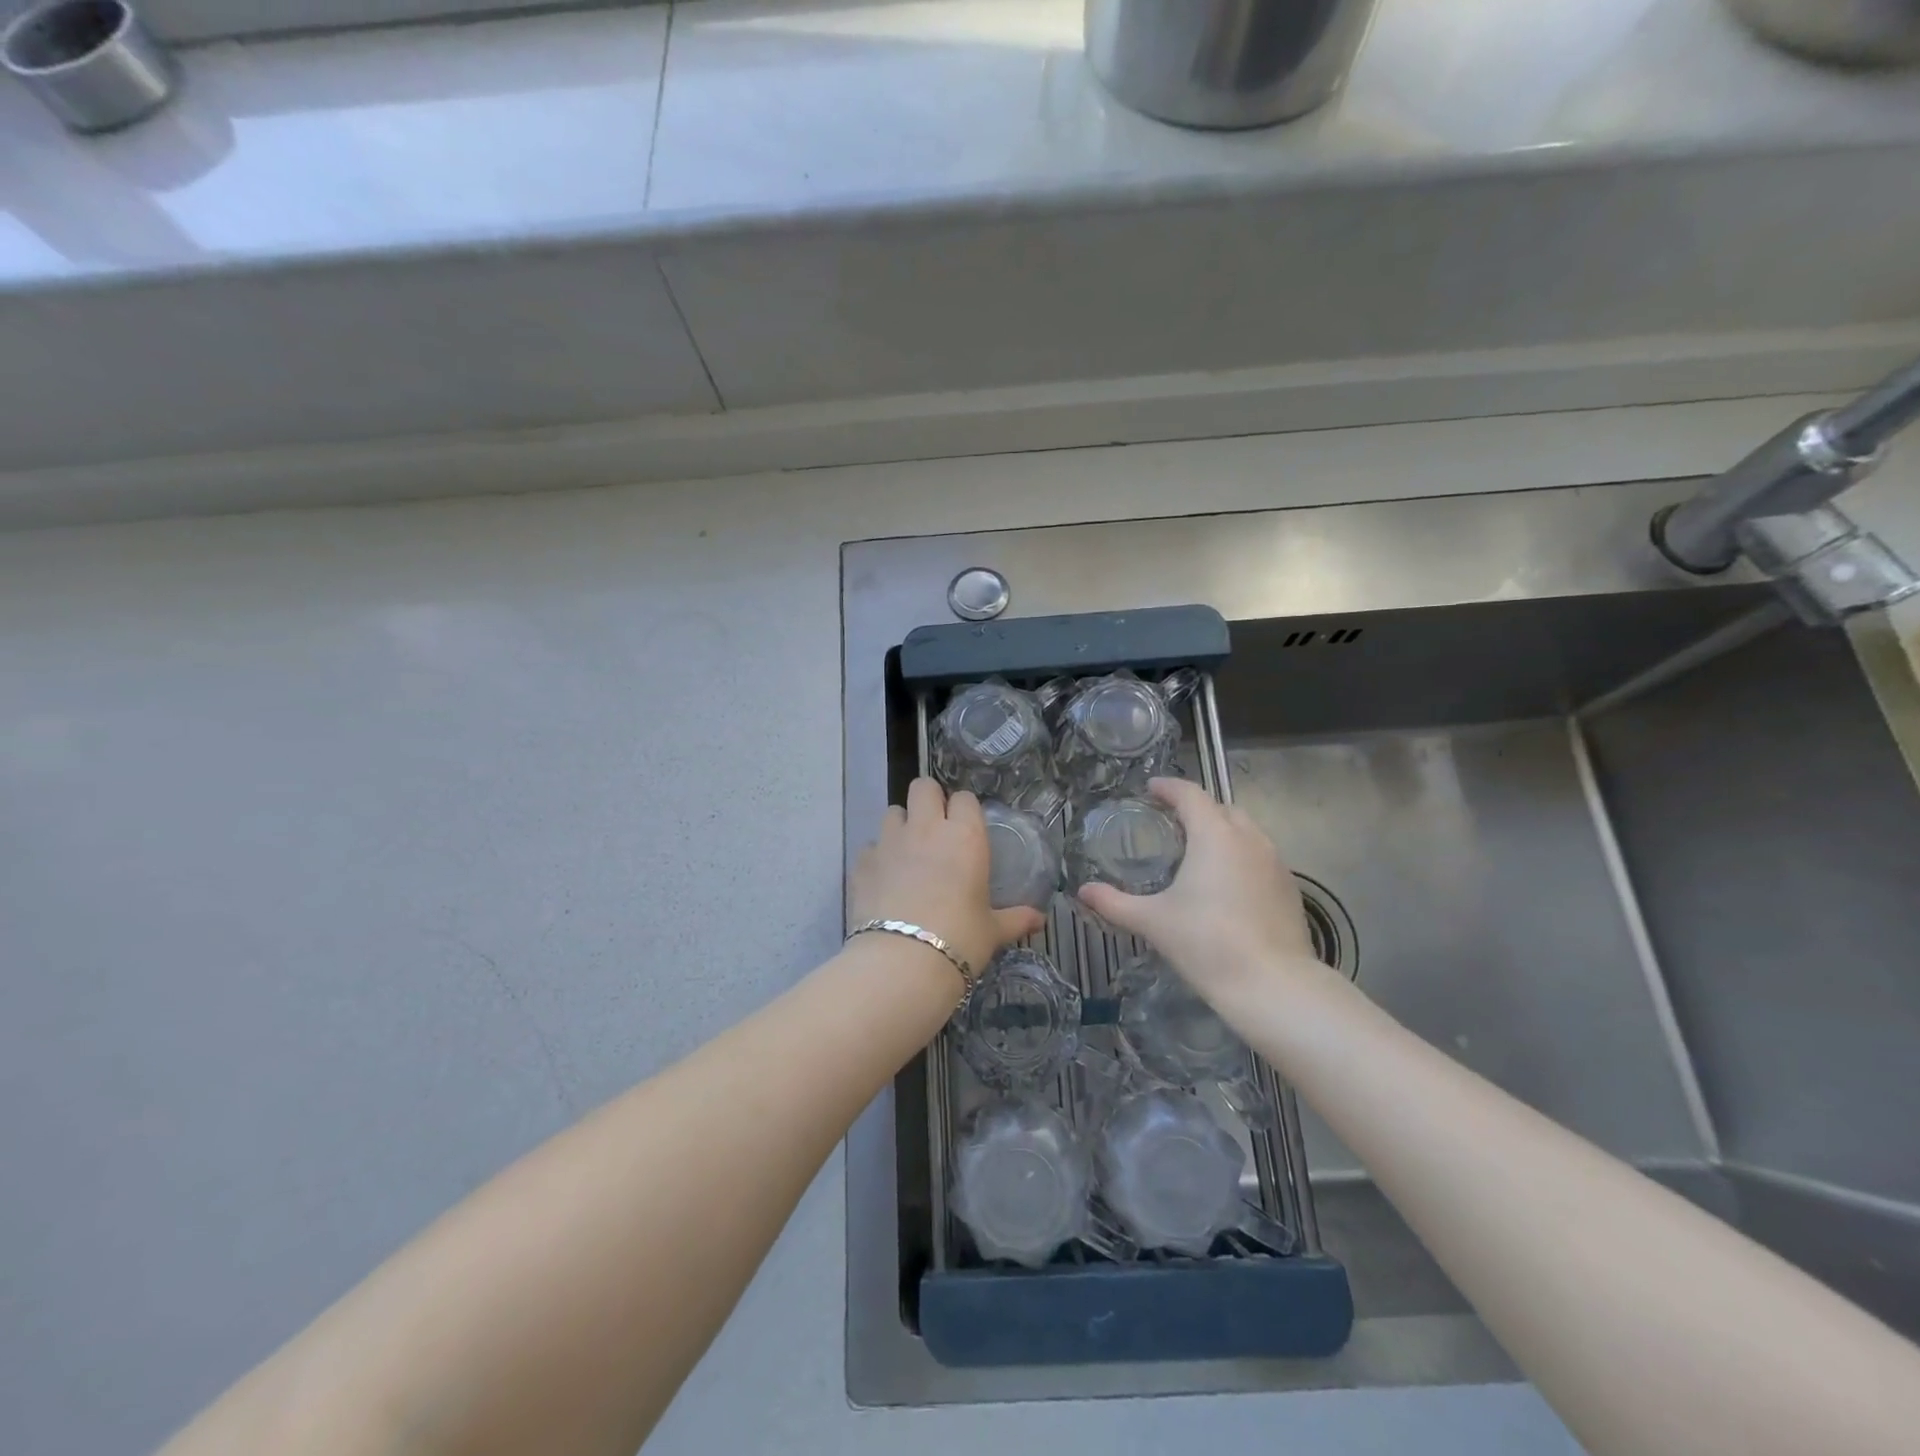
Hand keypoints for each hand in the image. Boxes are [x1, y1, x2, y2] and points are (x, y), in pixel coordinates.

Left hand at [850, 778, 1045, 975]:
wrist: (902, 963)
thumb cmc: (959, 941)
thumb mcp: (992, 931)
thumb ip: (1016, 919)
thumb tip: (1040, 920)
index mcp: (964, 837)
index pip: (965, 798)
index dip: (964, 810)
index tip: (966, 828)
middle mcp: (926, 829)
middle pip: (923, 787)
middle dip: (929, 800)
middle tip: (935, 827)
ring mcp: (889, 842)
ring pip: (893, 811)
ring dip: (902, 825)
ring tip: (908, 852)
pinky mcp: (861, 862)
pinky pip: (870, 846)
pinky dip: (878, 857)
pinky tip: (884, 879)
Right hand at [1077, 777, 1327, 997]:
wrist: (1273, 985)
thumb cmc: (1206, 943)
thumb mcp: (1153, 922)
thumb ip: (1115, 903)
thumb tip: (1083, 891)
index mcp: (1215, 835)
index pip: (1190, 794)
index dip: (1168, 787)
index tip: (1150, 789)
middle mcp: (1249, 838)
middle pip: (1221, 808)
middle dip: (1196, 809)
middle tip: (1171, 824)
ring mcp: (1275, 863)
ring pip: (1246, 832)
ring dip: (1222, 832)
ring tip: (1198, 853)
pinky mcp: (1290, 888)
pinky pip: (1260, 857)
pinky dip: (1240, 857)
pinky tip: (1226, 885)